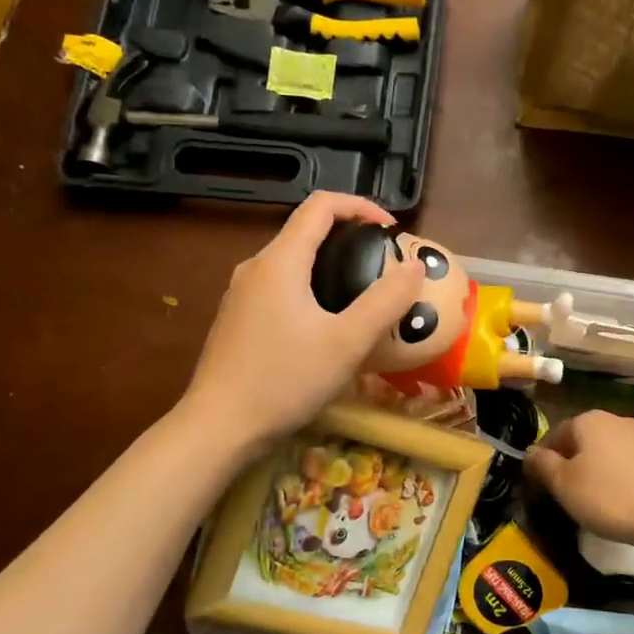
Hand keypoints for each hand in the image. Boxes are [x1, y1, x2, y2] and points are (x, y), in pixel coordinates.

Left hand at [181, 191, 423, 449]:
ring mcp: (240, 294)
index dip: (361, 206)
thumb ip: (385, 301)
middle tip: (382, 266)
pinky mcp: (236, 320)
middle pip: (306, 232)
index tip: (391, 231)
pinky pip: (279, 289)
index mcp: (280, 261)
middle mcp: (255, 267)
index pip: (321, 205)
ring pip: (292, 262)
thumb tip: (415, 266)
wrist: (218, 428)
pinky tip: (325, 327)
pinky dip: (309, 290)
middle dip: (349, 238)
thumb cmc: (285, 380)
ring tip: (361, 296)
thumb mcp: (347, 342)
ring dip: (329, 266)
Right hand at [524, 410, 633, 550]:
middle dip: (572, 464)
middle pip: (582, 441)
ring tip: (596, 500)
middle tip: (568, 495)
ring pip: (607, 451)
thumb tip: (530, 453)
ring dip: (597, 470)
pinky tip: (624, 499)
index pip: (554, 435)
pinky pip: (630, 462)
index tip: (543, 487)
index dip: (544, 461)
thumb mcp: (563, 484)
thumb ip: (541, 465)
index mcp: (587, 420)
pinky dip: (621, 476)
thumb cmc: (609, 497)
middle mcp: (615, 418)